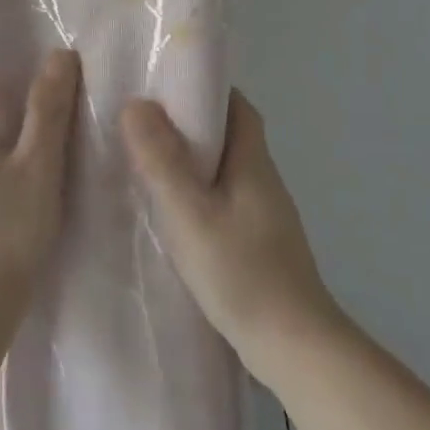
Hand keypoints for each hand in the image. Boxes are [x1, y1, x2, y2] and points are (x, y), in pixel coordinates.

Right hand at [120, 91, 340, 378]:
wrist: (292, 345)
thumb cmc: (241, 272)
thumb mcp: (190, 213)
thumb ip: (162, 161)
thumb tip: (137, 105)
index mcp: (253, 163)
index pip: (237, 106)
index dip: (206, 89)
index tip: (165, 85)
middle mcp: (263, 181)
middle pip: (229, 136)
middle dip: (190, 124)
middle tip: (141, 124)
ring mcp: (263, 216)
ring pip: (224, 172)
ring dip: (190, 162)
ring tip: (144, 164)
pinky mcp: (257, 244)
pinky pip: (222, 202)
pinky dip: (196, 195)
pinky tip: (169, 214)